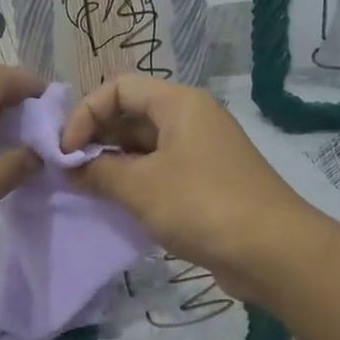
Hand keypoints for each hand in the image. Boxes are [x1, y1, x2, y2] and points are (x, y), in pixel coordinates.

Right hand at [61, 77, 318, 301]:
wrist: (272, 252)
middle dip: (98, 140)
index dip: (87, 112)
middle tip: (70, 172)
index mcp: (179, 104)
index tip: (66, 150)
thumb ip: (97, 172)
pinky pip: (162, 172)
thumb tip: (69, 167)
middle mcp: (192, 119)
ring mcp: (202, 152)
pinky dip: (137, 183)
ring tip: (87, 190)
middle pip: (132, 115)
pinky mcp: (208, 183)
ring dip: (114, 165)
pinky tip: (117, 206)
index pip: (119, 88)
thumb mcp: (140, 187)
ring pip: (146, 147)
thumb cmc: (201, 204)